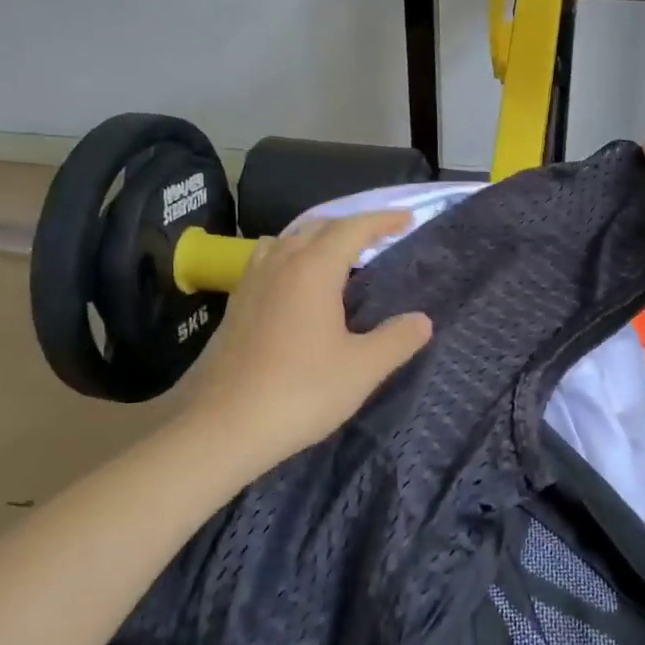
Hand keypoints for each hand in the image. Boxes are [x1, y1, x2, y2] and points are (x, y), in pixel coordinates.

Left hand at [174, 212, 432, 477]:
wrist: (222, 425)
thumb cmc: (300, 392)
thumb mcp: (361, 369)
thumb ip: (396, 340)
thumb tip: (421, 321)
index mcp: (312, 269)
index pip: (352, 228)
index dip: (382, 220)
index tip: (406, 219)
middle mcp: (279, 264)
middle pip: (317, 227)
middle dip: (351, 225)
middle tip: (379, 237)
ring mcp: (251, 283)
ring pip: (287, 241)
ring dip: (317, 238)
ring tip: (338, 257)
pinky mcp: (235, 305)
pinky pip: (269, 262)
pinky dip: (293, 258)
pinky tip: (299, 289)